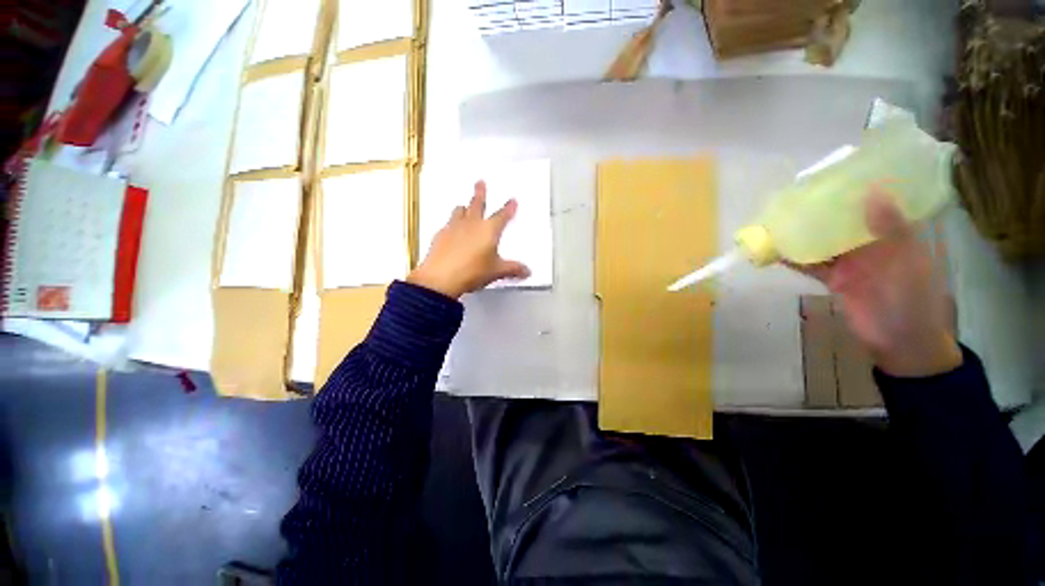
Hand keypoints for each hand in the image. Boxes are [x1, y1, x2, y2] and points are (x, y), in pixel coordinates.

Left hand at [407, 181, 529, 298]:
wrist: (441, 278)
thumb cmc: (472, 272)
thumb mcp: (496, 272)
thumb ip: (513, 269)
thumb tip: (526, 271)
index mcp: (488, 230)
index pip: (502, 216)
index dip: (508, 208)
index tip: (512, 201)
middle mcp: (471, 224)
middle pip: (477, 203)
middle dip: (480, 193)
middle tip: (480, 182)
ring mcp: (454, 227)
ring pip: (460, 211)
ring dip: (464, 207)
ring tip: (465, 206)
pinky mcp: (440, 235)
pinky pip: (448, 224)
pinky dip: (452, 224)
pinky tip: (452, 231)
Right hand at [793, 189, 961, 377]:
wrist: (901, 342)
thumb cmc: (914, 300)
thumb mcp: (908, 262)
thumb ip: (891, 229)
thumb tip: (872, 190)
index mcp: (894, 233)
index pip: (874, 203)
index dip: (854, 189)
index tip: (831, 176)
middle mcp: (871, 243)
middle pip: (842, 221)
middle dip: (821, 210)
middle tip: (795, 197)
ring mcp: (851, 262)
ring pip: (824, 241)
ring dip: (804, 233)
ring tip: (779, 221)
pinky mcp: (835, 279)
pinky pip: (813, 265)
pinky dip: (796, 259)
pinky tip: (777, 251)